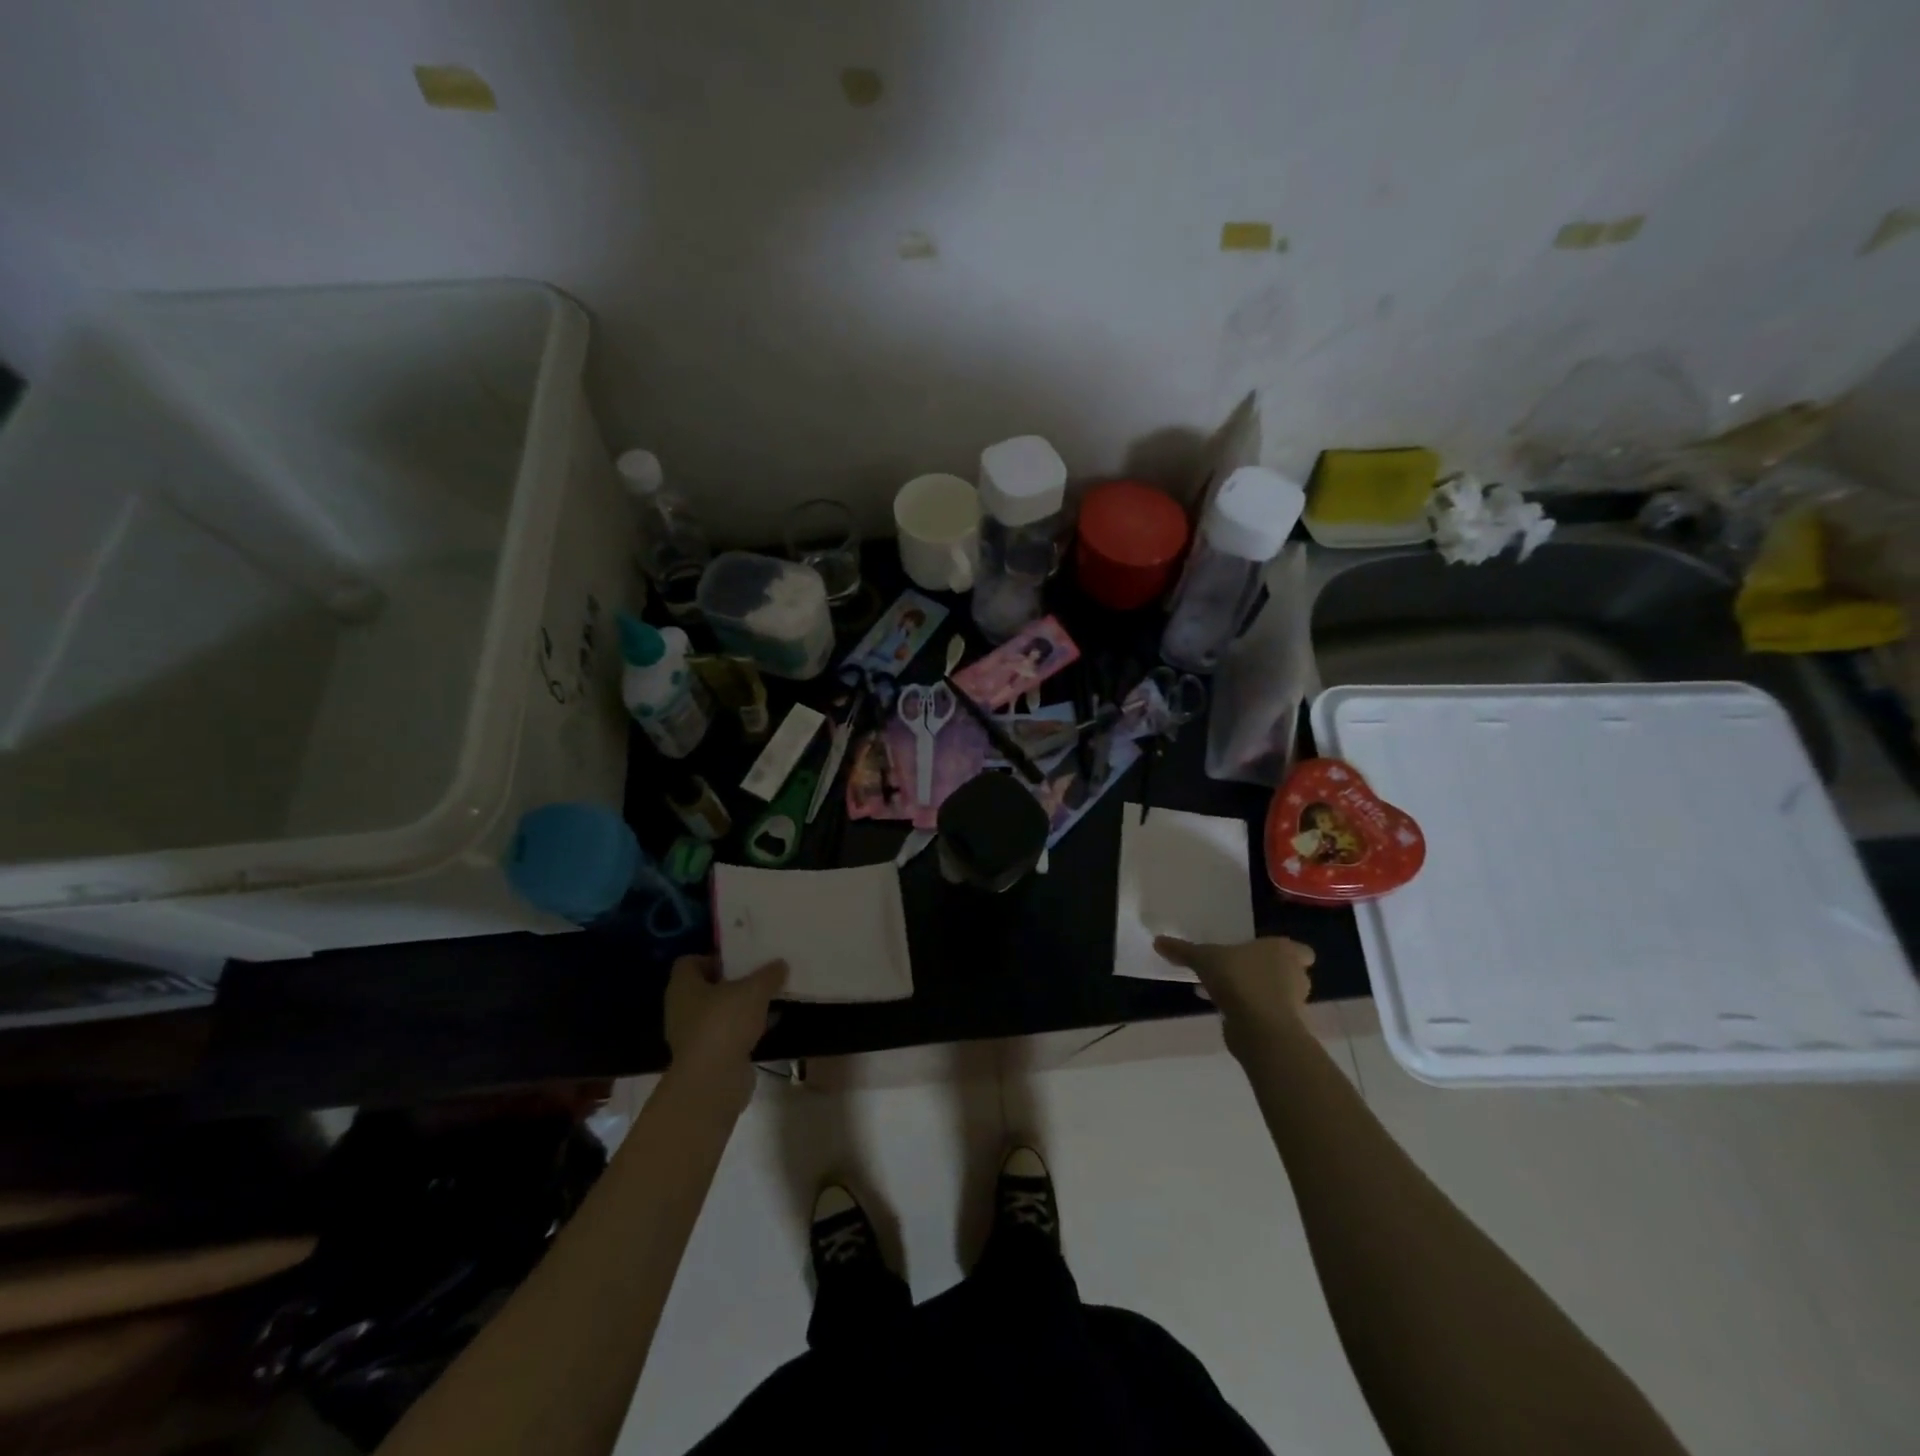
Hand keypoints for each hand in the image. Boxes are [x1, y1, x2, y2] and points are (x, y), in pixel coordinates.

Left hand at [663, 956, 785, 1112]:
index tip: (738, 961)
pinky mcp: (704, 1058)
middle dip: (730, 983)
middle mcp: (680, 1009)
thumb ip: (768, 974)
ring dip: (737, 1009)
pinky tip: (764, 1028)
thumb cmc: (725, 1022)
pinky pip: (723, 1036)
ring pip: (715, 1013)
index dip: (712, 958)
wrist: (713, 1080)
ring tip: (765, 1002)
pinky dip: (740, 1031)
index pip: (689, 962)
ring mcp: (690, 1036)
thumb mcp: (754, 990)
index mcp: (683, 986)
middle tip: (756, 978)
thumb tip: (780, 964)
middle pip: (704, 988)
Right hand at [1154, 936, 1313, 1060]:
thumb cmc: (1239, 979)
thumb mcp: (1204, 959)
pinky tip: (1228, 1013)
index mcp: (1284, 951)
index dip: (1284, 953)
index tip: (1262, 956)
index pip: (1299, 951)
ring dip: (1257, 995)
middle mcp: (1295, 975)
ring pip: (1277, 995)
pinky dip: (1252, 1014)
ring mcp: (1294, 1004)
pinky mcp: (1284, 1028)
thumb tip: (1157, 941)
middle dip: (1267, 974)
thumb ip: (1183, 950)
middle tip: (1239, 973)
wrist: (1260, 1028)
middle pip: (1287, 973)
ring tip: (1227, 994)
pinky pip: (1267, 1016)